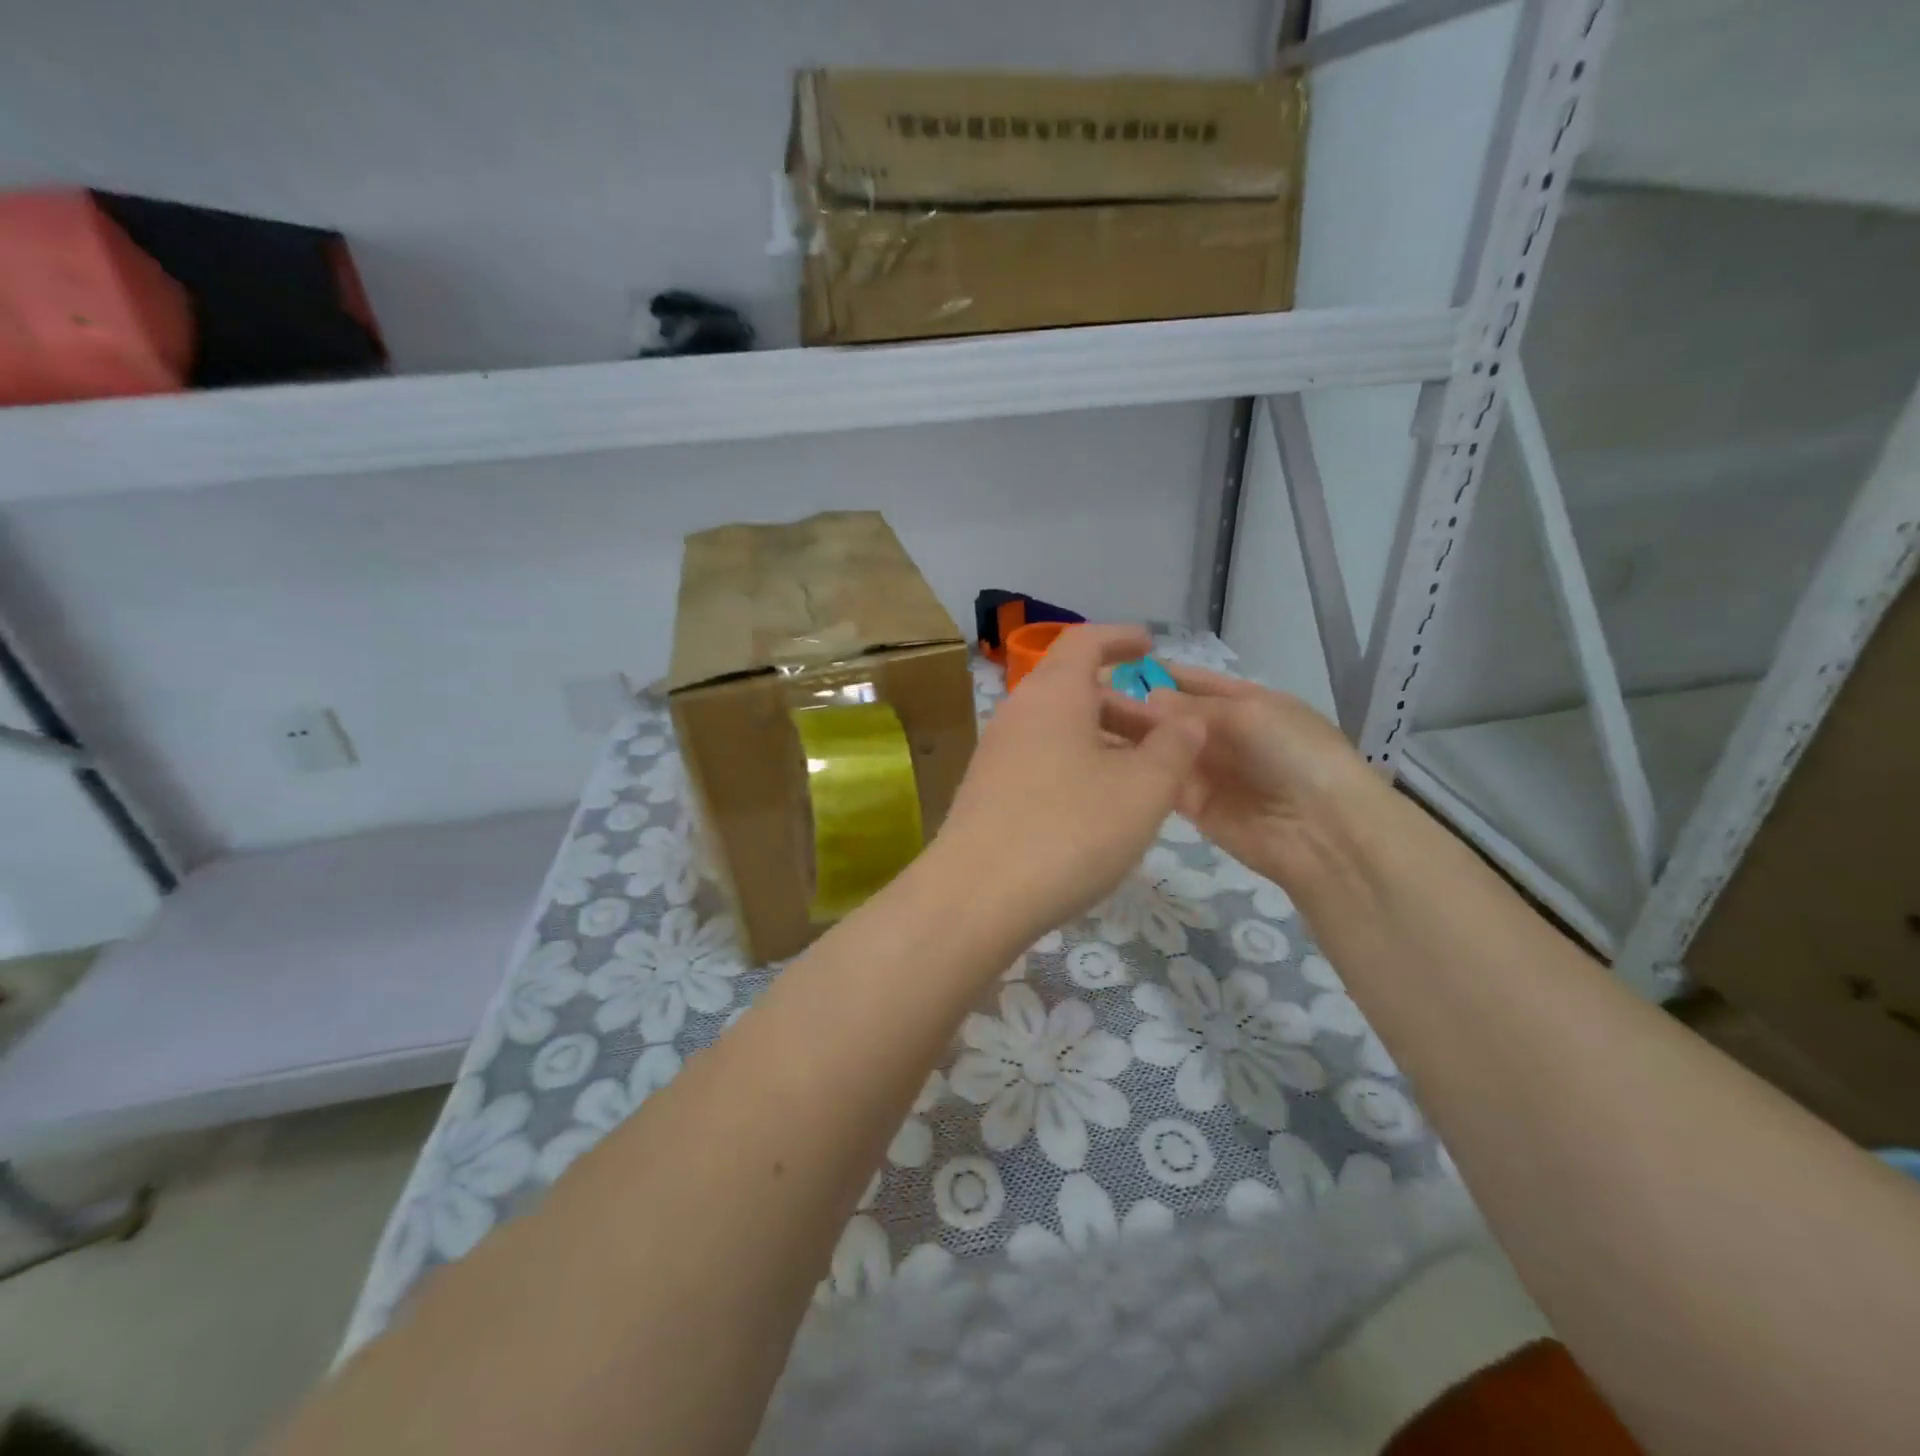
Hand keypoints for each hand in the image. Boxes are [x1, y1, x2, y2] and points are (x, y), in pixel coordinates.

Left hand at [932, 625, 1206, 945]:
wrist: (976, 896)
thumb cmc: (1070, 830)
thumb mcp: (1143, 789)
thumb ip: (1174, 749)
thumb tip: (1187, 721)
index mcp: (1053, 694)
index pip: (1084, 641)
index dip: (1120, 638)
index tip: (1149, 645)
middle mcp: (1018, 713)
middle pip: (1073, 690)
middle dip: (1124, 705)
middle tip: (1165, 737)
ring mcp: (996, 754)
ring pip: (1059, 730)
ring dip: (1102, 741)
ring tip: (1142, 778)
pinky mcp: (987, 792)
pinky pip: (1041, 761)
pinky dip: (1077, 767)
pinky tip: (1099, 808)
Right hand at [1102, 663, 1382, 889]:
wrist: (1322, 830)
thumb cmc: (1294, 754)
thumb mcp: (1248, 714)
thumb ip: (1193, 707)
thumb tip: (1148, 700)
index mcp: (1246, 702)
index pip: (1195, 681)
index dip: (1159, 672)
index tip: (1114, 663)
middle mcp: (1223, 733)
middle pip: (1171, 715)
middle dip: (1135, 704)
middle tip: (1086, 696)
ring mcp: (1208, 770)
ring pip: (1161, 747)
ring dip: (1129, 735)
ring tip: (1083, 724)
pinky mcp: (1193, 806)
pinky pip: (1160, 780)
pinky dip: (1136, 769)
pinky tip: (1099, 758)